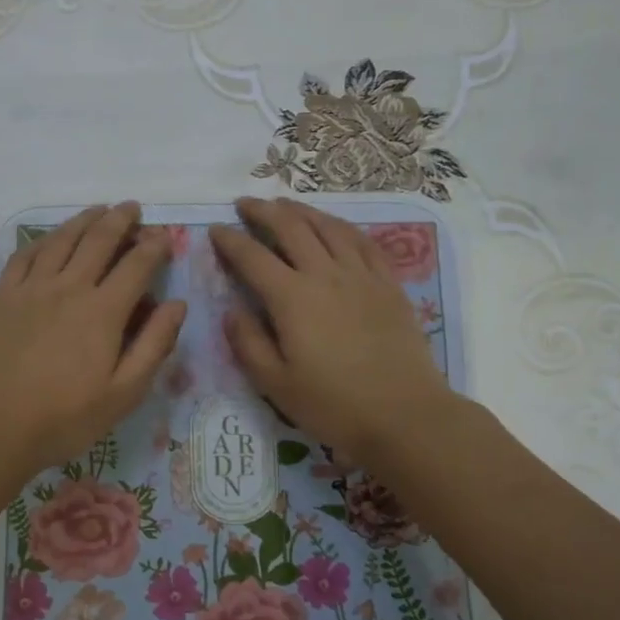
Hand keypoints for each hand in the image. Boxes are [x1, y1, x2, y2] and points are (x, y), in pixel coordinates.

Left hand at [0, 203, 185, 478]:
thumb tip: (177, 304)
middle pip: (99, 240)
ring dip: (84, 220)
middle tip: (132, 208)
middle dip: (121, 219)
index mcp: (103, 311)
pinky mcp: (2, 296)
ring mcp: (31, 288)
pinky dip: (43, 239)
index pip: (137, 264)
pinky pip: (25, 254)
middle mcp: (68, 287)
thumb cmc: (65, 418)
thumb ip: (154, 344)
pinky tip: (51, 238)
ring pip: (61, 239)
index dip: (154, 246)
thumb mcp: (124, 393)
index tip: (164, 236)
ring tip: (98, 210)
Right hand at [210, 197, 455, 465]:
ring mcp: (361, 276)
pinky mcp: (388, 284)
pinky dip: (342, 226)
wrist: (404, 415)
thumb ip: (248, 343)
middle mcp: (325, 275)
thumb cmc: (334, 404)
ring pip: (328, 227)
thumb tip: (232, 310)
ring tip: (285, 204)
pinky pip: (363, 242)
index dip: (230, 241)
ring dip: (302, 210)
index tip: (215, 230)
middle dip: (263, 211)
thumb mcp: (275, 383)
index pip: (252, 257)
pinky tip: (334, 225)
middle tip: (245, 204)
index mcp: (292, 299)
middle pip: (291, 228)